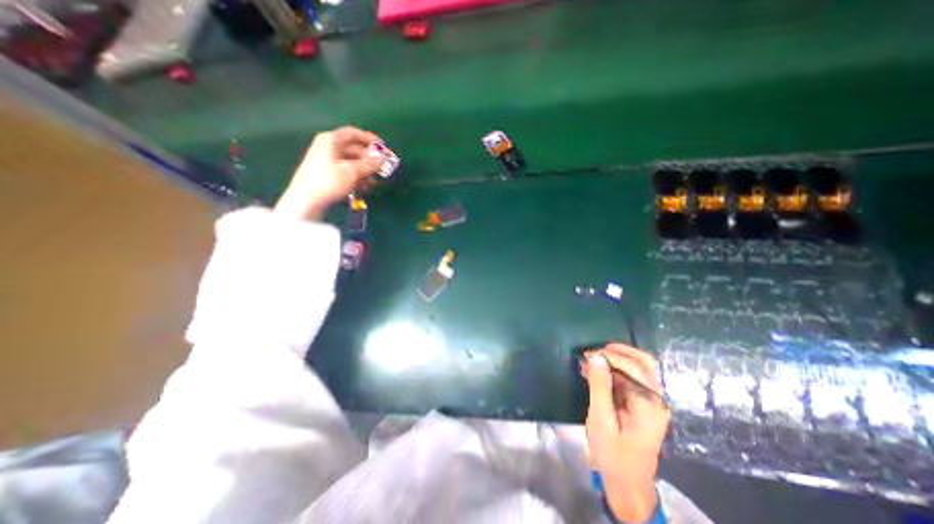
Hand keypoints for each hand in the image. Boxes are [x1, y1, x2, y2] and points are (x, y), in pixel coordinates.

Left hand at [274, 128, 383, 219]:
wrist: (306, 201)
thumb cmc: (329, 181)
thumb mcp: (352, 171)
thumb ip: (369, 163)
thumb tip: (383, 157)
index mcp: (331, 140)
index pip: (353, 133)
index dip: (369, 139)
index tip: (383, 147)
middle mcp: (328, 147)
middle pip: (353, 148)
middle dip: (369, 158)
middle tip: (383, 167)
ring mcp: (326, 161)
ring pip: (351, 161)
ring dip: (365, 169)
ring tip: (375, 179)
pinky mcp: (326, 175)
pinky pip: (346, 171)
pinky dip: (356, 176)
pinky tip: (365, 186)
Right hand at [583, 344, 667, 522]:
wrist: (627, 484)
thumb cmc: (612, 453)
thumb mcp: (601, 419)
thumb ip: (599, 386)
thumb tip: (595, 356)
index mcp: (651, 405)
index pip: (635, 367)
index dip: (611, 356)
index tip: (588, 354)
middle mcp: (658, 400)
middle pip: (644, 363)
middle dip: (618, 352)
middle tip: (594, 352)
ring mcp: (654, 402)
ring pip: (640, 368)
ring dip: (616, 360)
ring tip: (593, 360)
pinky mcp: (645, 405)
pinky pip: (633, 378)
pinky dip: (616, 371)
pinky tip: (599, 373)